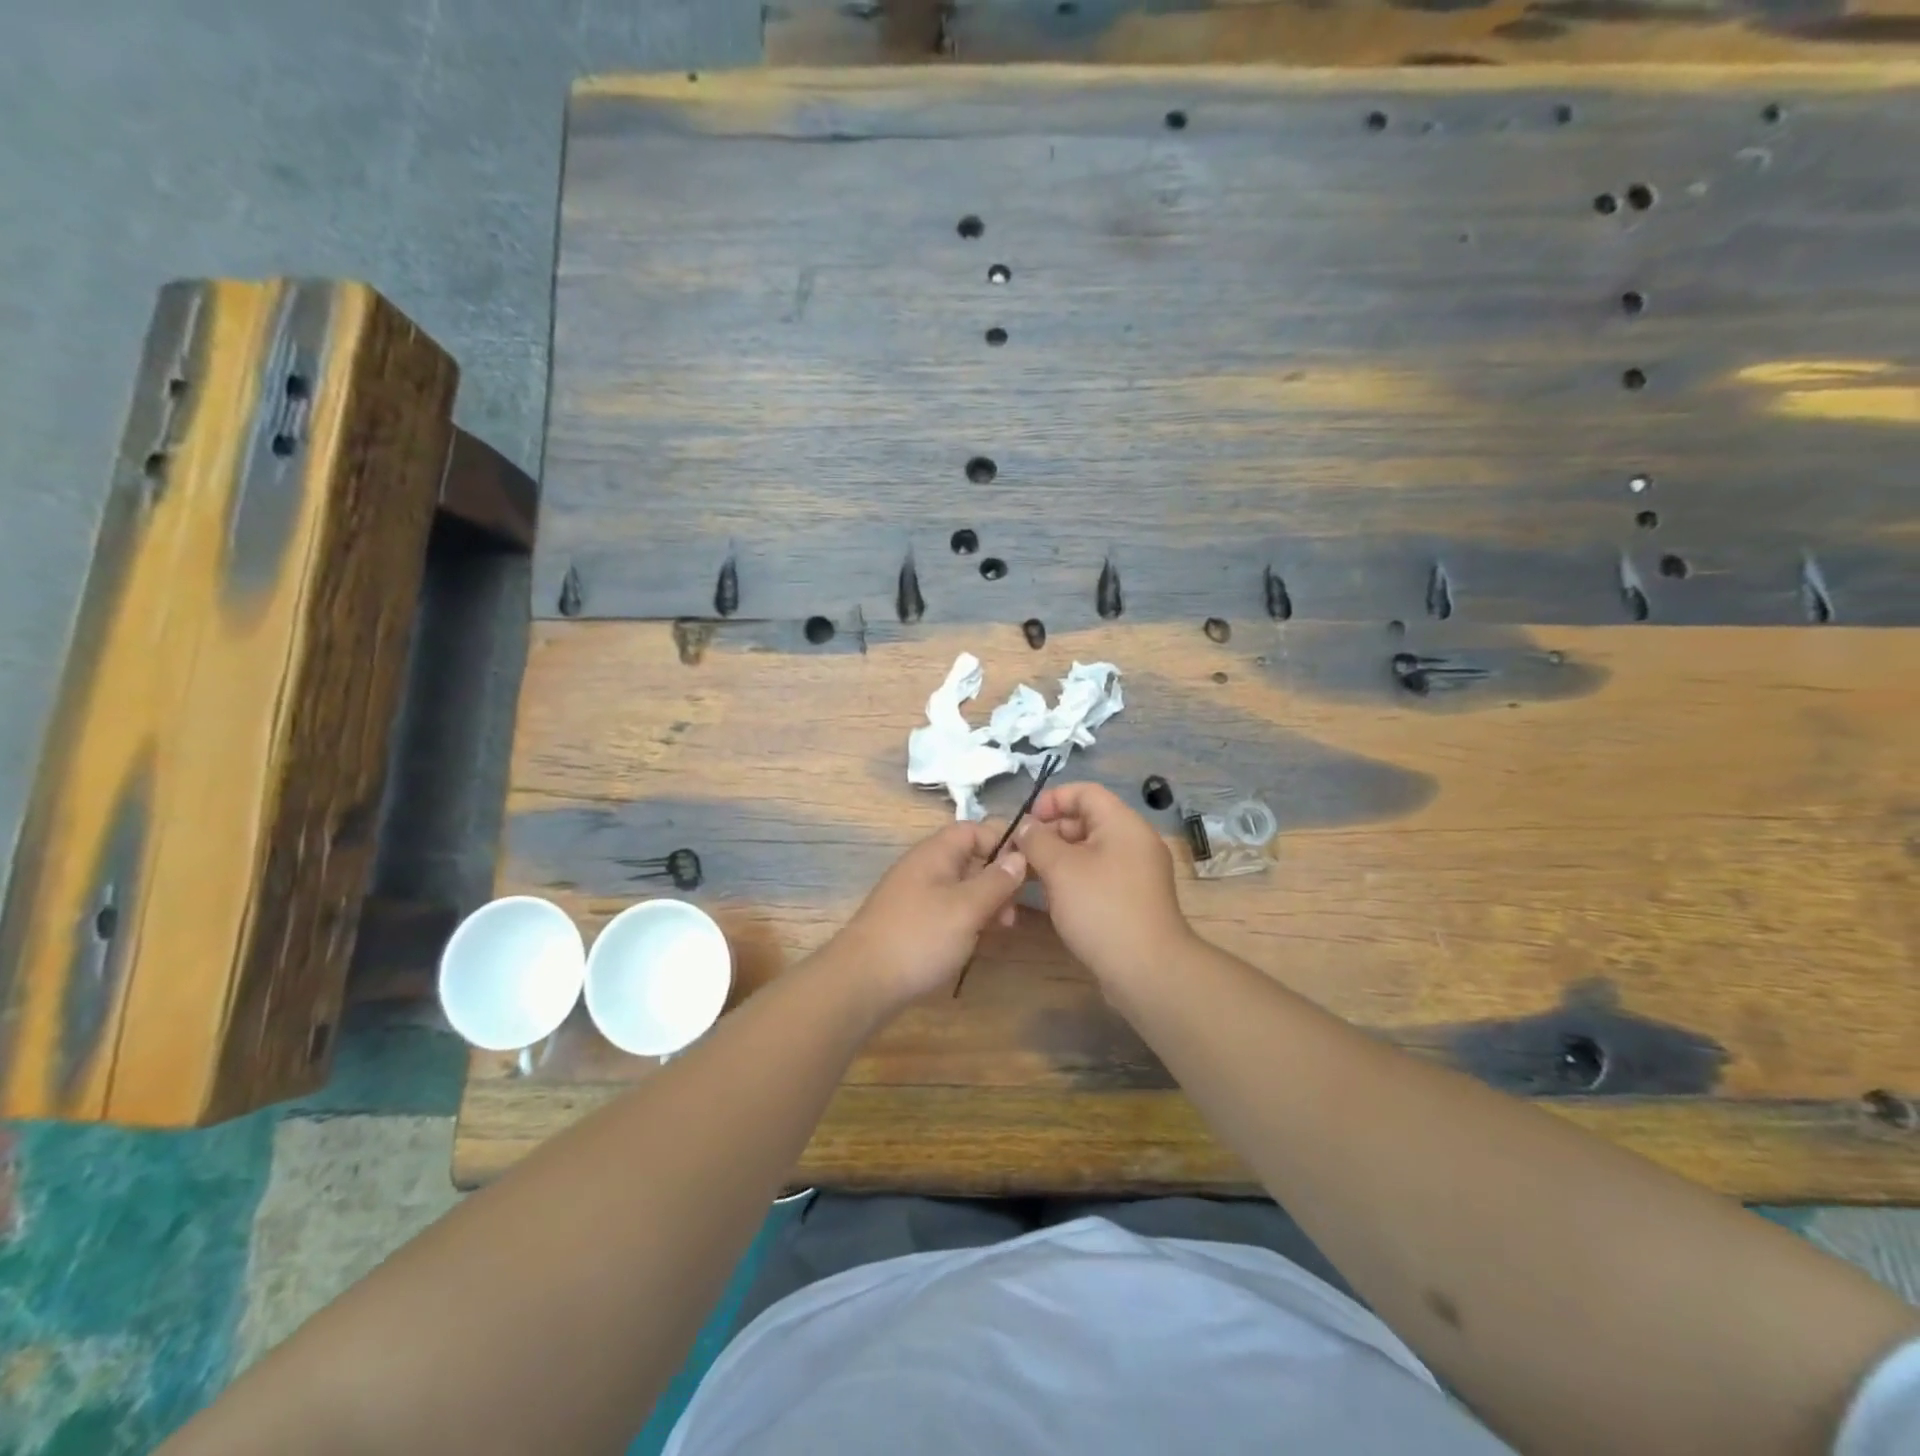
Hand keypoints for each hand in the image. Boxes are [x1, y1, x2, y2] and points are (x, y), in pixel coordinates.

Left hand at [828, 821, 1026, 1010]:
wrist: (862, 981)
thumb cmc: (920, 937)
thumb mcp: (967, 908)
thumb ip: (996, 881)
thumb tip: (1019, 856)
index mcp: (936, 853)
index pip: (975, 829)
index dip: (1004, 840)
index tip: (1031, 864)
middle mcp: (925, 867)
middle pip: (970, 858)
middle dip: (998, 877)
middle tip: (1017, 907)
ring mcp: (917, 895)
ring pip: (961, 886)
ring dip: (986, 901)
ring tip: (1004, 927)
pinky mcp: (913, 921)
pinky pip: (949, 908)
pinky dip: (969, 918)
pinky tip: (981, 939)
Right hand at [1016, 782, 1193, 985]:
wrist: (1147, 970)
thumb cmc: (1101, 908)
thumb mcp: (1060, 869)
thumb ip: (1037, 840)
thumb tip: (1026, 826)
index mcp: (1123, 823)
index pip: (1085, 792)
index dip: (1052, 800)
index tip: (1025, 822)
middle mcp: (1133, 841)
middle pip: (1086, 820)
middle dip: (1049, 832)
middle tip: (1018, 853)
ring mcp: (1134, 872)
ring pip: (1088, 851)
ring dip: (1056, 858)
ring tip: (1026, 875)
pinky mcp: (1131, 899)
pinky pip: (1097, 875)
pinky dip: (1072, 879)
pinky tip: (1049, 897)